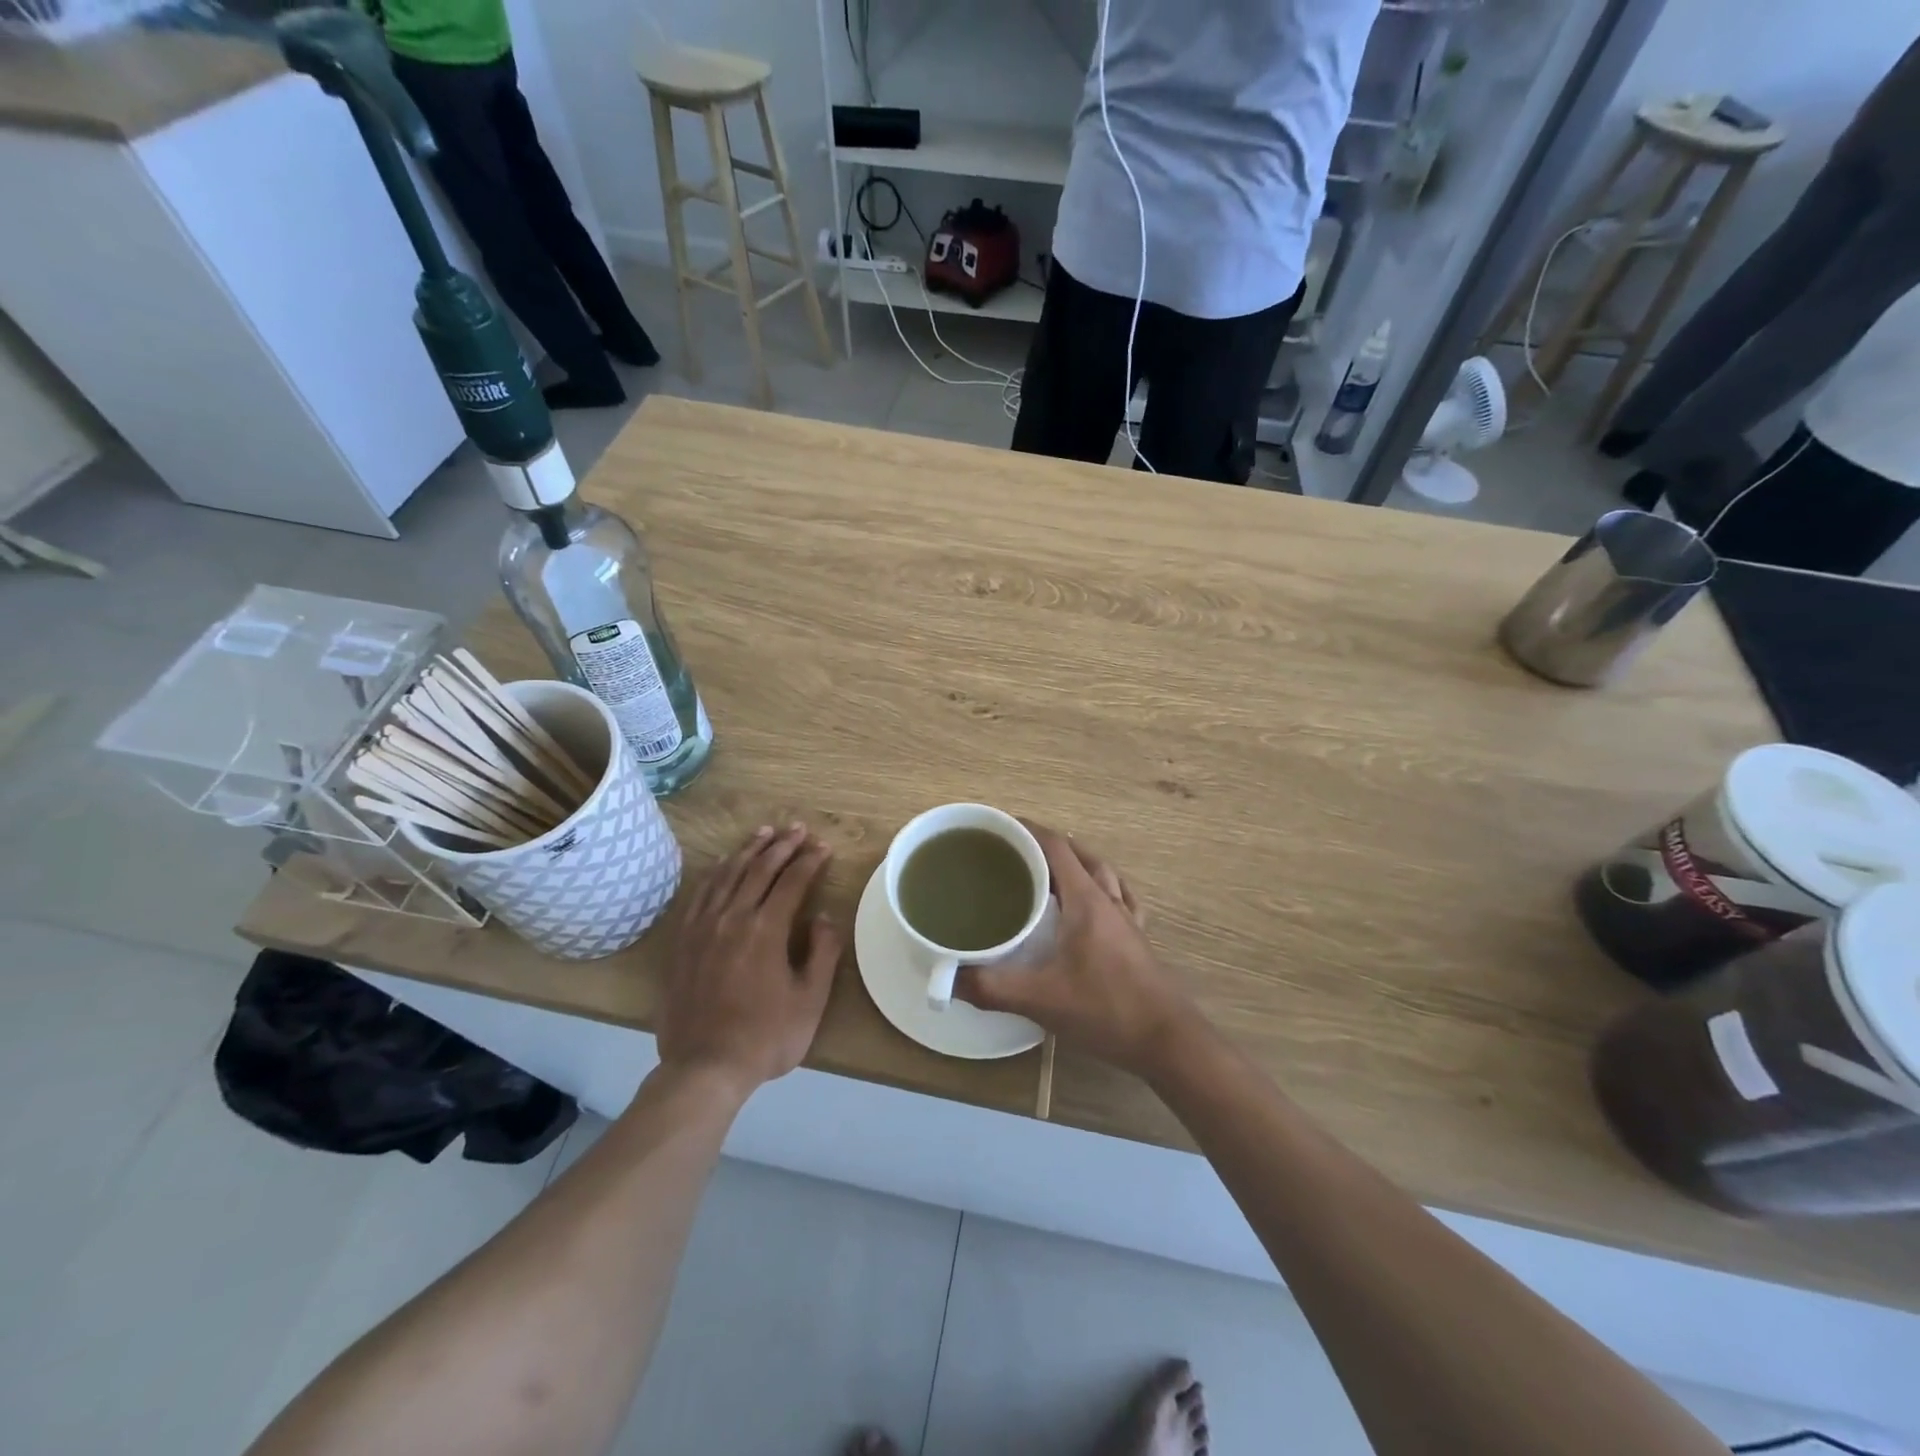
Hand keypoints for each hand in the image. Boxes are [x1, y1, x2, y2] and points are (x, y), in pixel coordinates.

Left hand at [656, 824, 840, 1098]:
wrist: (704, 1068)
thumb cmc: (765, 1037)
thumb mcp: (810, 1000)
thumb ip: (823, 953)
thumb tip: (823, 917)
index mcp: (765, 930)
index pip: (792, 881)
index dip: (810, 861)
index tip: (823, 847)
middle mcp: (732, 918)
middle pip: (759, 869)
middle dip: (782, 845)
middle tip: (798, 828)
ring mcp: (703, 928)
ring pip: (727, 875)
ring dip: (748, 850)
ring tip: (764, 833)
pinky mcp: (683, 941)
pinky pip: (701, 894)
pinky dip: (717, 872)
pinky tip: (724, 865)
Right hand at [954, 822, 1201, 1077]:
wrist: (1168, 1042)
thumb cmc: (1106, 1010)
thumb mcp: (1041, 999)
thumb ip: (992, 987)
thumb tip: (948, 977)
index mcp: (1086, 900)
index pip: (1056, 847)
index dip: (1029, 830)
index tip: (999, 828)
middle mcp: (1109, 900)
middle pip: (1079, 855)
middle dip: (1046, 846)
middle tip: (1014, 855)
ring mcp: (1127, 920)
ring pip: (1102, 874)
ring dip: (1076, 864)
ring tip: (1048, 874)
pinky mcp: (1138, 941)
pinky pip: (1120, 899)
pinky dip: (1101, 889)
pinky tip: (1092, 904)